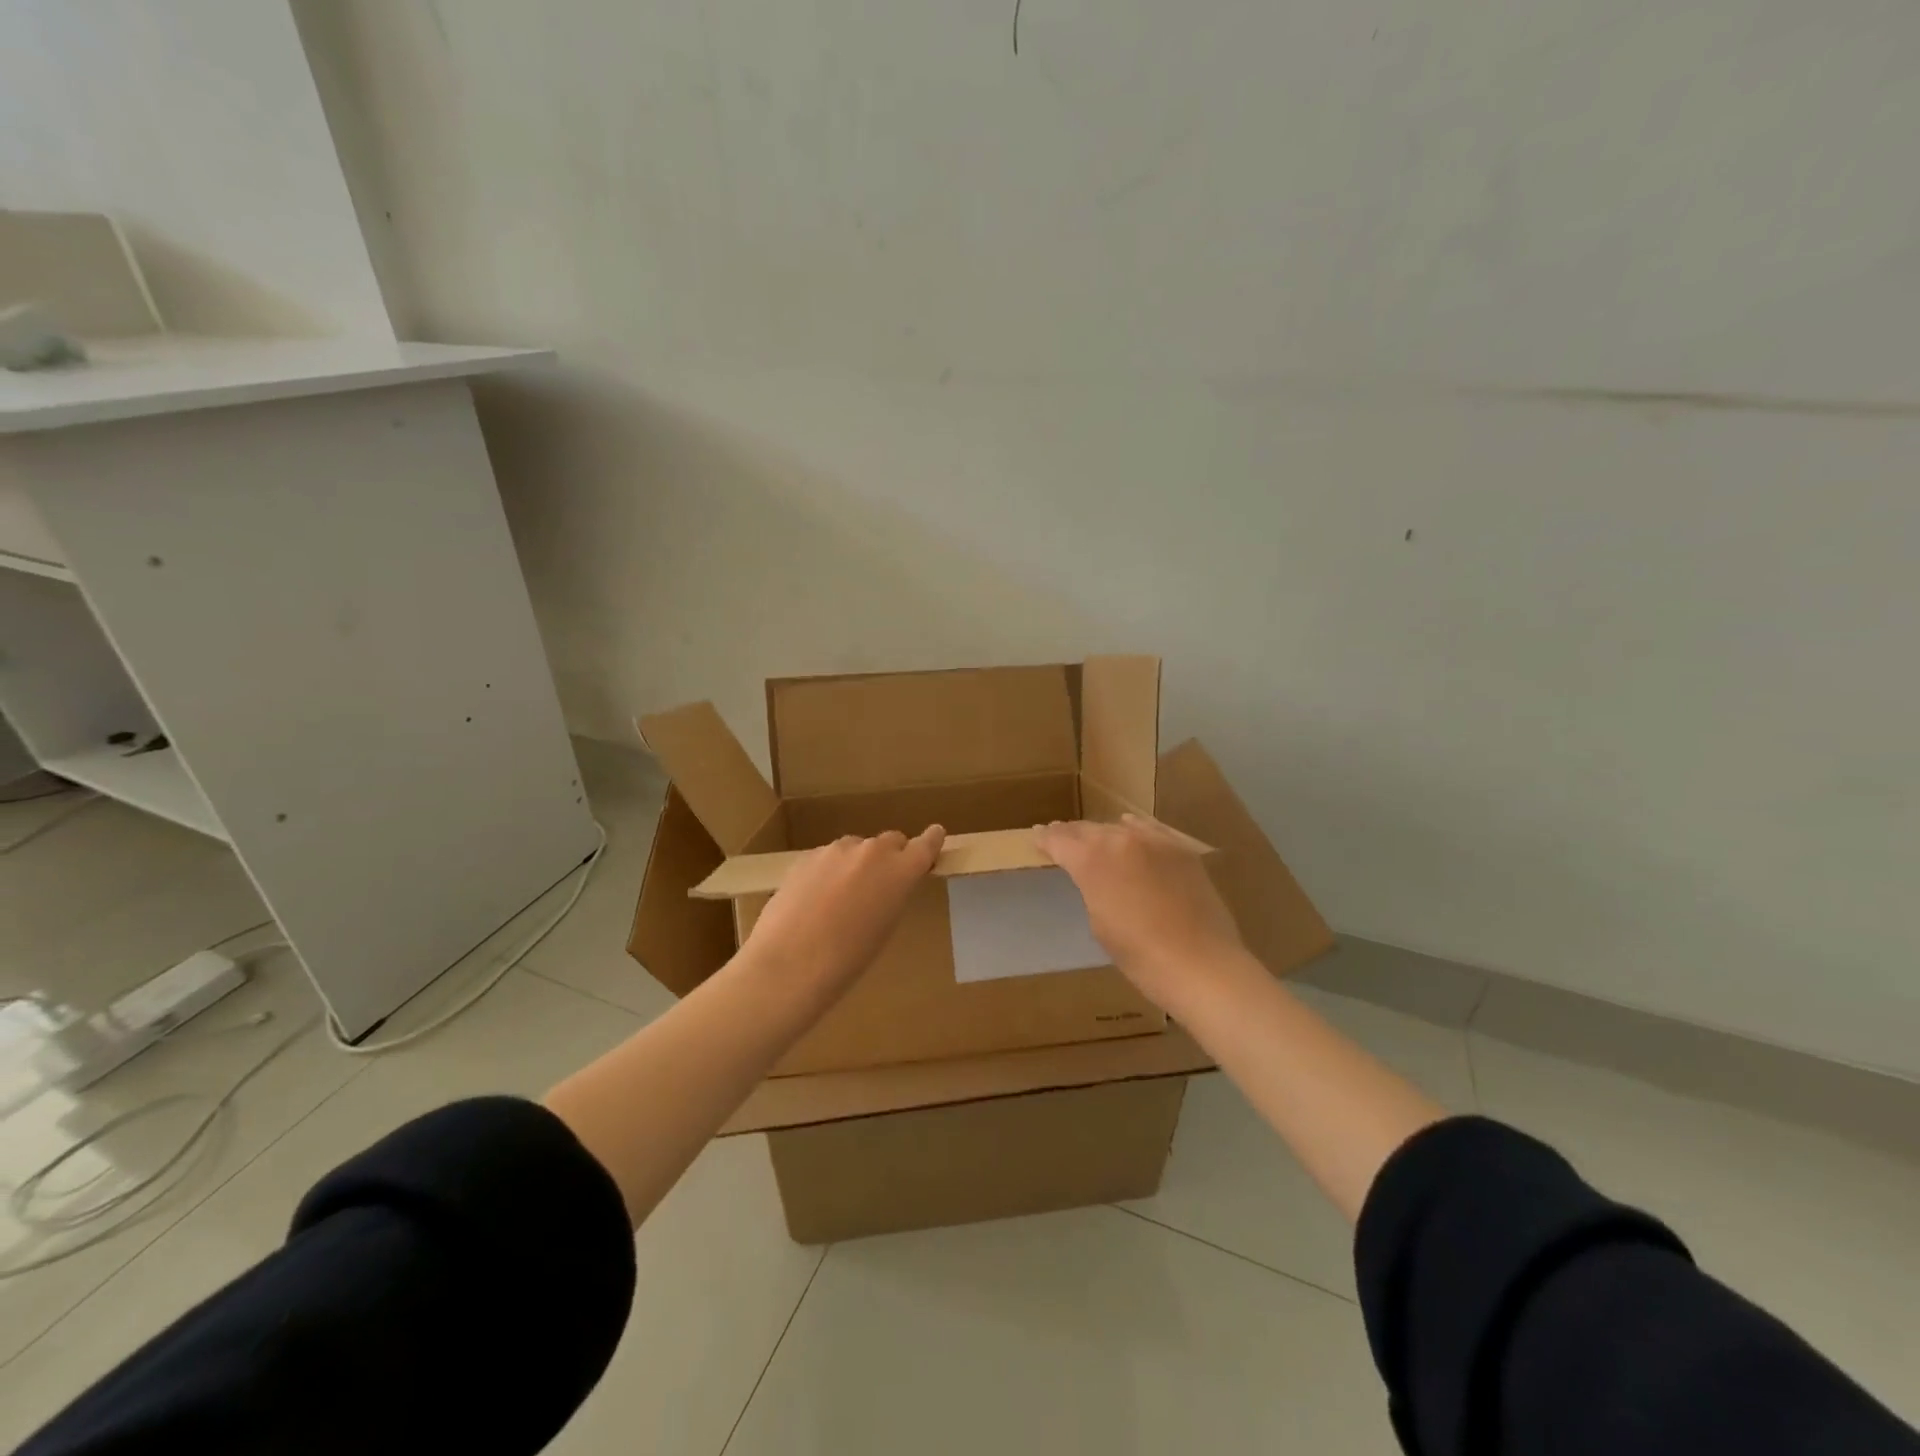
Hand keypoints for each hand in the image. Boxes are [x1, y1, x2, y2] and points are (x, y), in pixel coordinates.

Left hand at [743, 827, 946, 987]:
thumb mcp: (885, 928)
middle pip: (890, 841)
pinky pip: (828, 858)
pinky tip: (814, 901)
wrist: (789, 964)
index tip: (935, 836)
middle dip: (891, 857)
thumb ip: (892, 895)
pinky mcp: (806, 856)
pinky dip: (829, 872)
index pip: (926, 844)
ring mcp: (836, 850)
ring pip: (856, 849)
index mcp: (900, 870)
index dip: (931, 840)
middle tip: (881, 885)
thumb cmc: (847, 960)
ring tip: (840, 899)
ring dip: (856, 864)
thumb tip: (885, 886)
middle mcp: (872, 851)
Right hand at [1037, 814, 1244, 1010]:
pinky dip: (1135, 829)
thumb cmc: (1140, 956)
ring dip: (1102, 832)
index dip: (1045, 839)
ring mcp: (1155, 841)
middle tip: (1059, 835)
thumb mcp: (1100, 924)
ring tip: (1092, 836)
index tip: (1037, 837)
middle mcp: (1120, 840)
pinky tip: (1130, 827)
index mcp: (1092, 860)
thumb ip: (1091, 889)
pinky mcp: (1181, 849)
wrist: (1202, 964)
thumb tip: (1093, 877)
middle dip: (1071, 833)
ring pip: (1119, 828)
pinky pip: (1150, 830)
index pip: (1060, 840)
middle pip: (1088, 829)